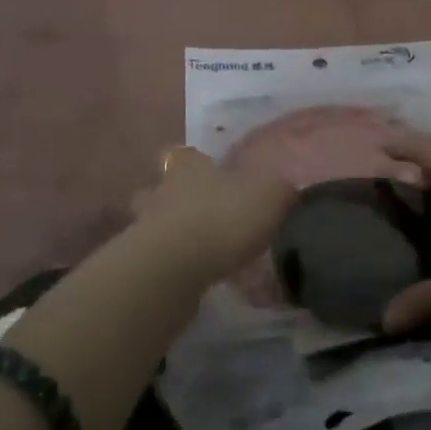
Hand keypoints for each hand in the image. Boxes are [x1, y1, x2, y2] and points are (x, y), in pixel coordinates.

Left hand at [129, 145, 296, 285]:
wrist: (172, 269)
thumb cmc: (222, 219)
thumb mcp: (268, 197)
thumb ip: (280, 190)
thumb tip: (288, 187)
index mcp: (190, 165)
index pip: (185, 153)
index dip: (196, 161)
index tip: (211, 172)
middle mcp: (163, 188)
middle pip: (163, 186)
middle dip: (179, 197)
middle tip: (206, 213)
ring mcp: (145, 225)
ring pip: (154, 220)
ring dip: (173, 230)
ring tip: (198, 248)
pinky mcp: (142, 261)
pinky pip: (157, 256)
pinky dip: (172, 263)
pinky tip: (193, 276)